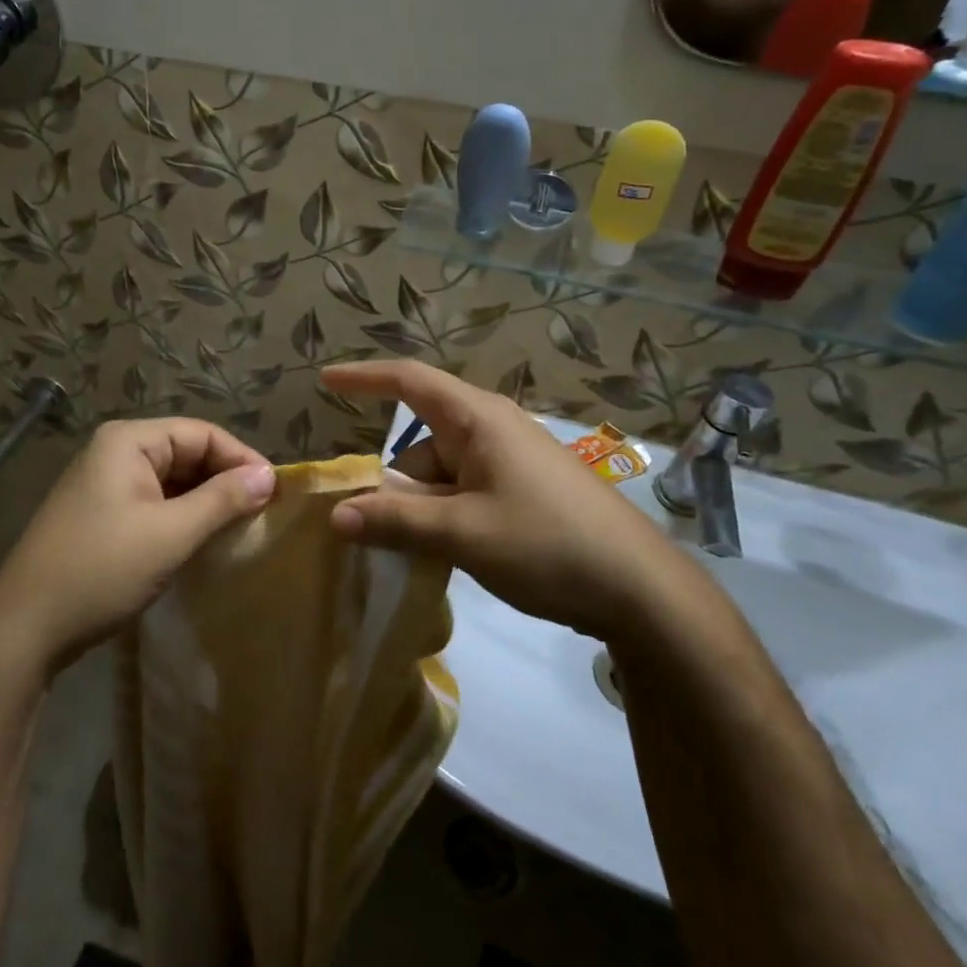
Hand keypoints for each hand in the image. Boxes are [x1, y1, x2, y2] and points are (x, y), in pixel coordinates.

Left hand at [0, 418, 275, 681]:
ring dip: (205, 500)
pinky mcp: (100, 515)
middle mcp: (114, 452)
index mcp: (127, 441)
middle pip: (185, 452)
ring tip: (239, 527)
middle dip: (224, 479)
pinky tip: (201, 539)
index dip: (241, 458)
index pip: (201, 433)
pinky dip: (181, 516)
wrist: (24, 628)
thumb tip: (269, 476)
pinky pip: (153, 502)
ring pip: (170, 480)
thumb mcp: (171, 534)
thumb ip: (222, 500)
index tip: (275, 492)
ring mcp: (103, 484)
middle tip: (261, 512)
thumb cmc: (101, 570)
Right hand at [321, 360, 709, 640]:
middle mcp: (493, 430)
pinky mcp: (525, 491)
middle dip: (393, 482)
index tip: (325, 379)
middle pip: (421, 443)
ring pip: (442, 474)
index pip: (410, 381)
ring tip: (413, 553)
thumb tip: (336, 515)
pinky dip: (444, 516)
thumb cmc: (547, 544)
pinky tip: (444, 553)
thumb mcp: (462, 533)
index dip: (364, 377)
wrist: (641, 590)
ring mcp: (512, 462)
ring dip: (420, 507)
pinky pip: (465, 492)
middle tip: (367, 526)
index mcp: (479, 420)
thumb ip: (395, 521)